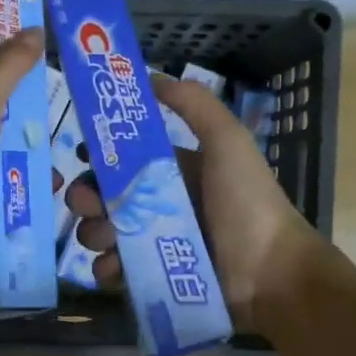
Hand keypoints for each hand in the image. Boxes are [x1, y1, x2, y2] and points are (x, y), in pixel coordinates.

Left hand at [0, 28, 44, 289]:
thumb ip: (7, 70)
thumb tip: (33, 30)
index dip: (1, 75)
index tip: (37, 74)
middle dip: (24, 124)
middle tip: (60, 123)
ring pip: (0, 161)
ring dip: (28, 162)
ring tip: (64, 164)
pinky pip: (3, 193)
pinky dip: (23, 191)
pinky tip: (50, 193)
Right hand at [67, 75, 319, 329]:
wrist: (272, 272)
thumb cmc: (247, 202)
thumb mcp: (227, 141)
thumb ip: (193, 104)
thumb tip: (151, 76)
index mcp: (176, 172)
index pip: (125, 160)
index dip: (101, 157)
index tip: (83, 157)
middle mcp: (162, 206)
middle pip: (108, 198)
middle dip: (88, 198)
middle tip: (85, 204)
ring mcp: (156, 245)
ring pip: (106, 234)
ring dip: (94, 233)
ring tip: (104, 238)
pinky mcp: (154, 279)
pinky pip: (116, 272)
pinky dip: (107, 270)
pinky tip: (113, 268)